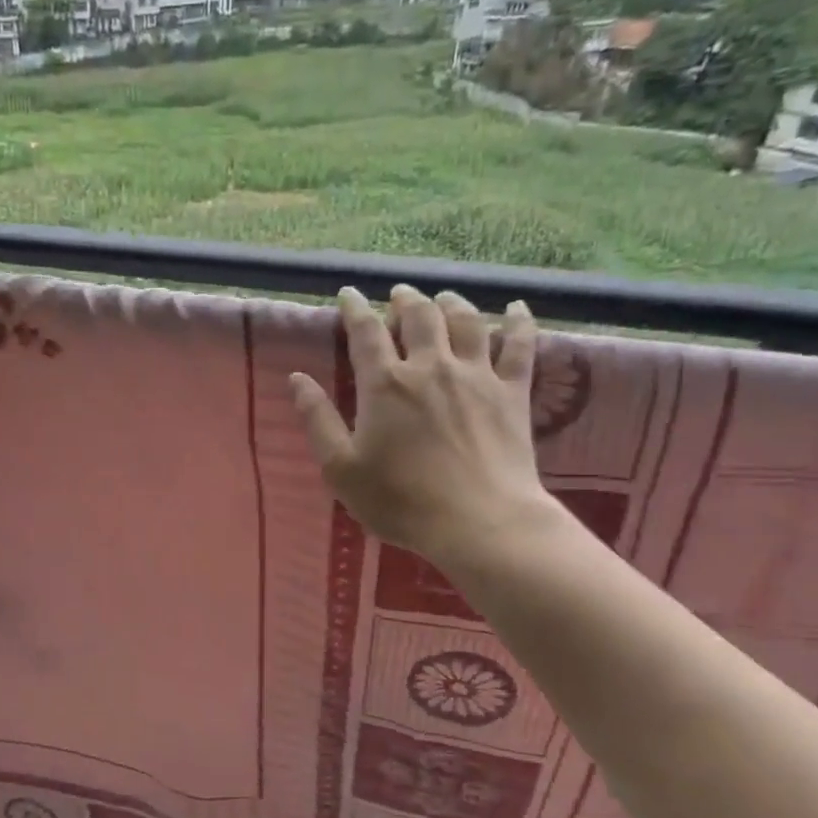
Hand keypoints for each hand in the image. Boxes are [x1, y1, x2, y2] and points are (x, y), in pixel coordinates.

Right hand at [289, 285, 555, 570]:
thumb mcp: (341, 468)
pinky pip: (520, 346)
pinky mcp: (513, 392)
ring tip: (442, 298)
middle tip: (398, 295)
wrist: (479, 522)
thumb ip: (318, 420)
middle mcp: (430, 367)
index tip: (348, 294)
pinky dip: (518, 322)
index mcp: (385, 384)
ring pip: (465, 321)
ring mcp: (477, 375)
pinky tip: (516, 308)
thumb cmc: (400, 501)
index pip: (365, 332)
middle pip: (419, 316)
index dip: (355, 309)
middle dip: (405, 300)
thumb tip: (297, 379)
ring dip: (451, 303)